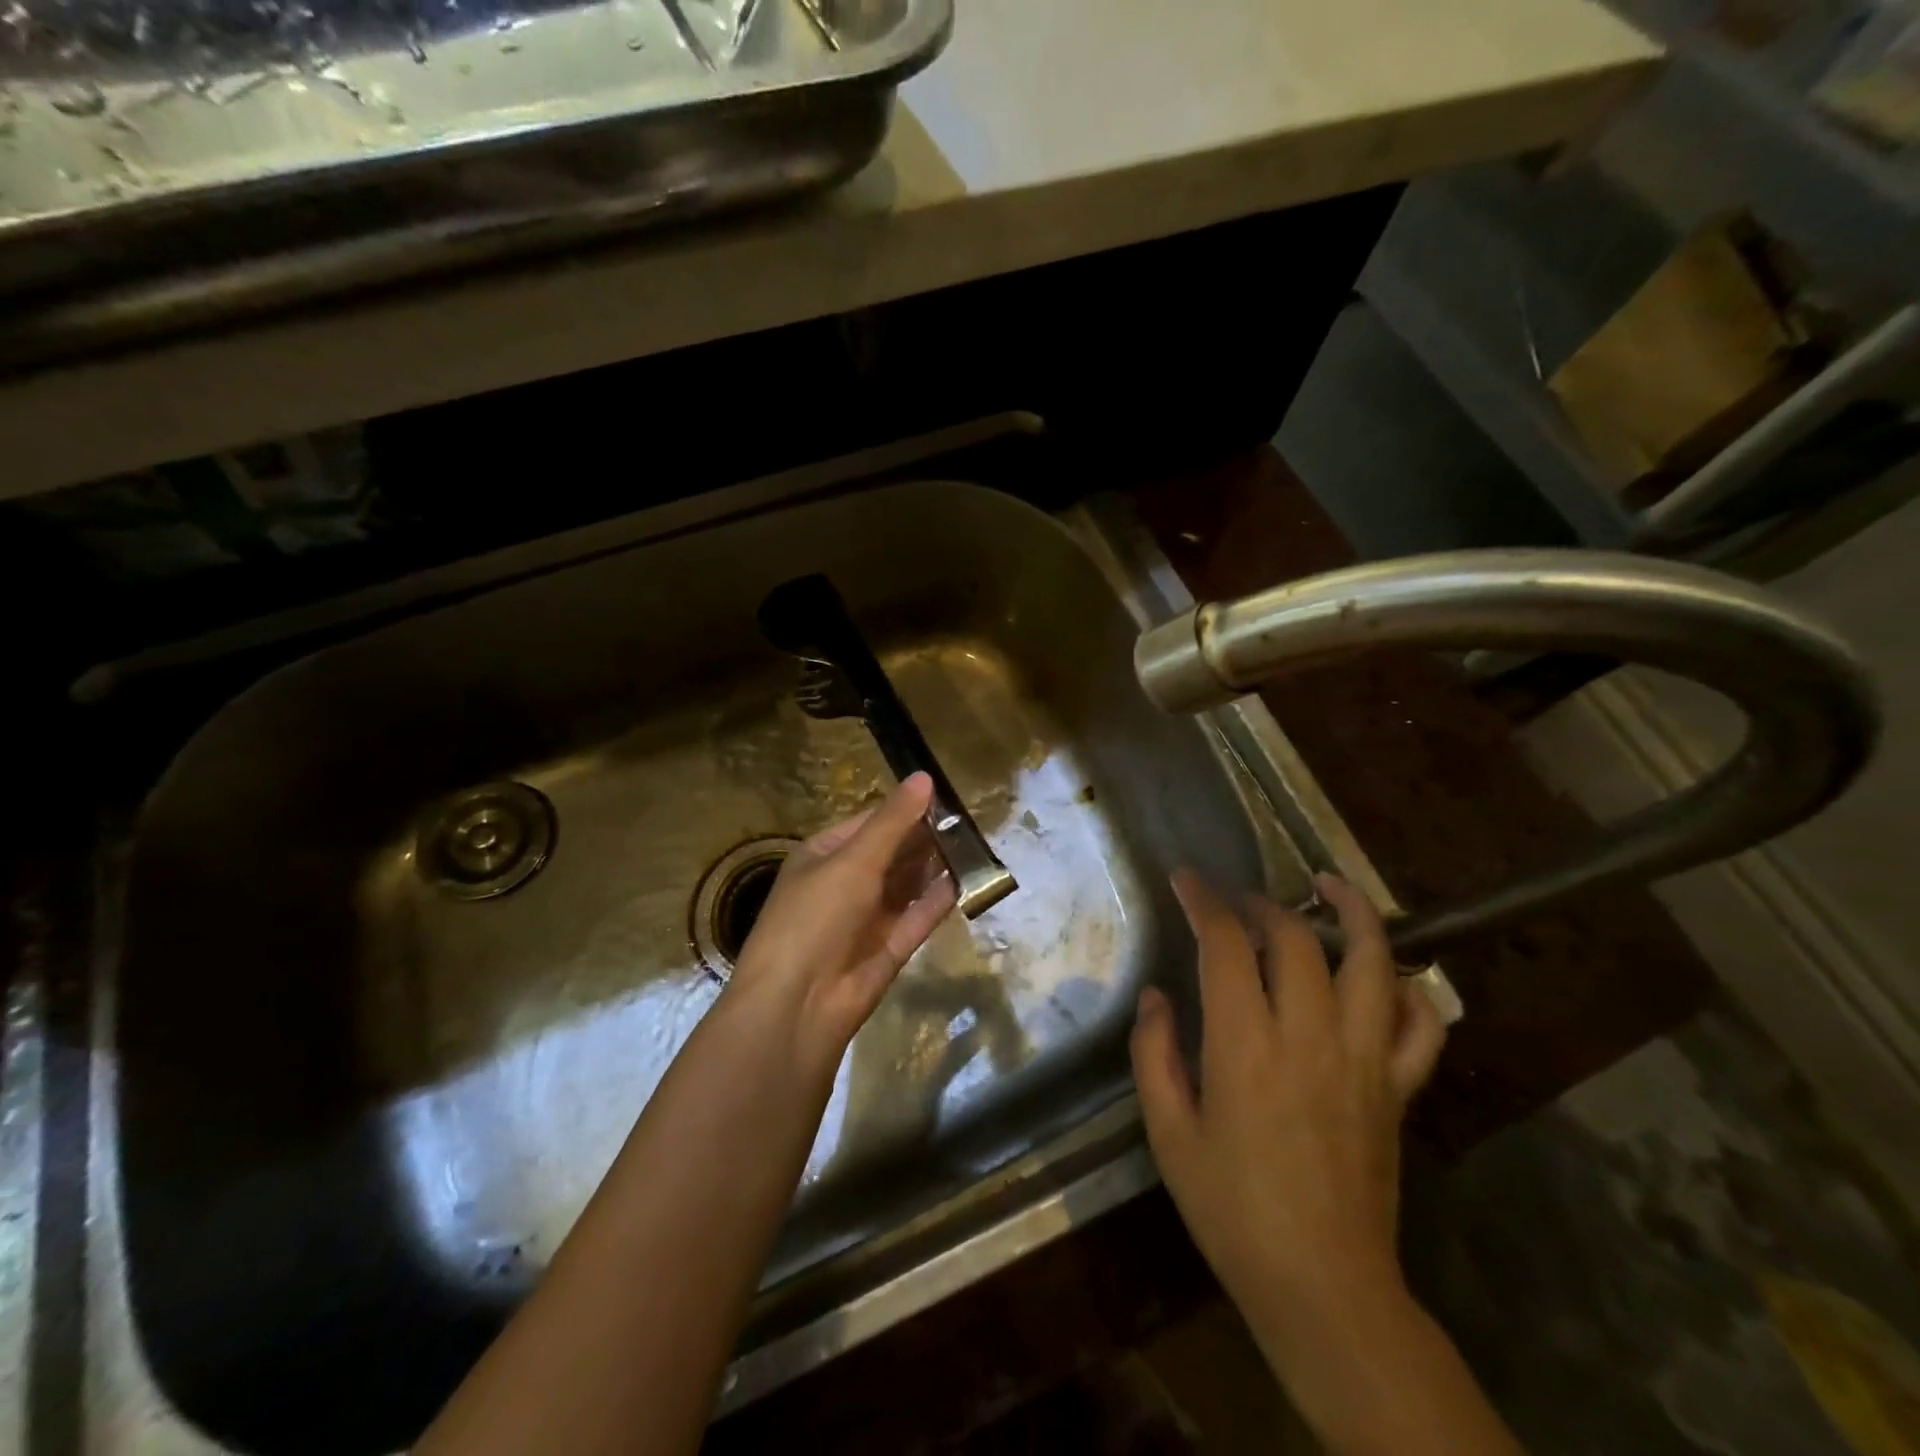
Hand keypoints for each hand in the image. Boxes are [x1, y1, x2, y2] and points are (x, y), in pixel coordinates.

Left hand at [731, 771, 957, 1065]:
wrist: (797, 1005)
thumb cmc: (816, 917)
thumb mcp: (854, 861)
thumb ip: (893, 822)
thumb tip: (924, 777)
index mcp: (824, 856)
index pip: (870, 823)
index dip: (904, 809)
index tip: (945, 797)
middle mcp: (844, 883)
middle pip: (891, 853)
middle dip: (924, 838)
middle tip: (968, 820)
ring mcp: (866, 918)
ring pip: (907, 885)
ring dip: (934, 866)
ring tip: (972, 844)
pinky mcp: (887, 950)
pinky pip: (916, 918)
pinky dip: (937, 900)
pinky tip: (964, 881)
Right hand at [1130, 870, 1446, 1357]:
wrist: (1322, 1285)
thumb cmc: (1231, 1208)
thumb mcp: (1168, 1133)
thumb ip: (1154, 1054)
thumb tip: (1157, 996)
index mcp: (1246, 1045)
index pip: (1226, 944)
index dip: (1204, 901)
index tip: (1186, 878)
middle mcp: (1310, 1036)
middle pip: (1296, 939)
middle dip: (1262, 904)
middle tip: (1237, 900)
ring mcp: (1364, 1059)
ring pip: (1373, 963)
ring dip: (1354, 913)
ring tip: (1330, 886)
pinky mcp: (1398, 1088)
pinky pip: (1422, 1025)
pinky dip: (1410, 988)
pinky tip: (1387, 972)